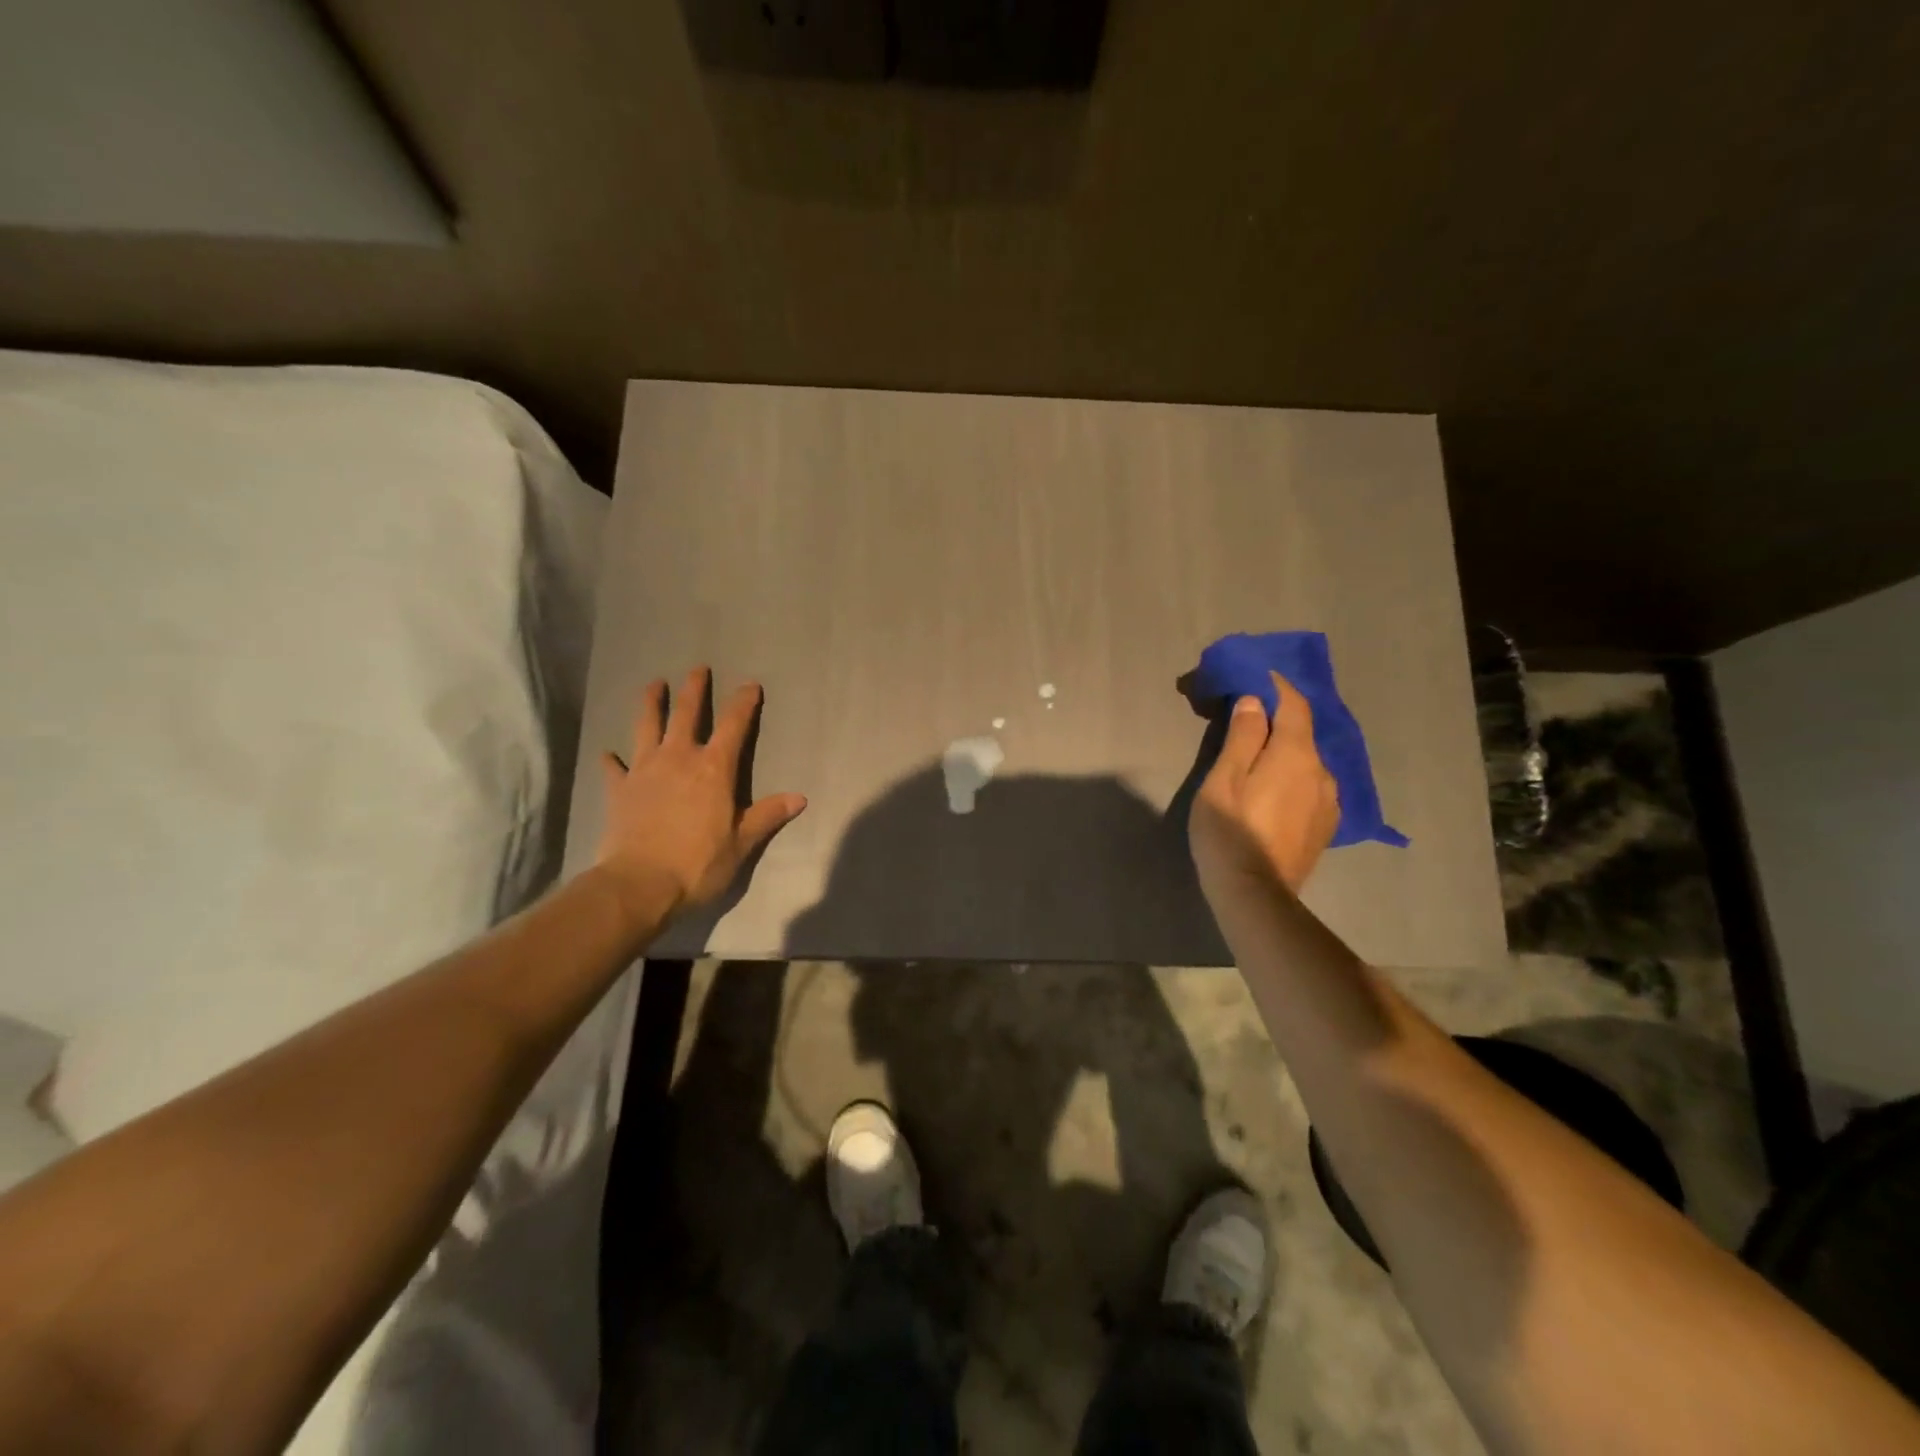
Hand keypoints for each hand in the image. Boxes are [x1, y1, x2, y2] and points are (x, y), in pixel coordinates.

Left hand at [596, 667, 806, 919]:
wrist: (640, 884)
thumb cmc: (698, 864)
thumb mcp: (742, 843)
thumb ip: (768, 816)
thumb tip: (800, 798)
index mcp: (714, 769)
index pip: (734, 726)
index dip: (743, 703)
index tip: (749, 684)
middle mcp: (679, 759)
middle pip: (687, 714)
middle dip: (694, 689)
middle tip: (698, 668)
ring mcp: (645, 771)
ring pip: (648, 726)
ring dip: (652, 704)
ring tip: (653, 684)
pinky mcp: (619, 789)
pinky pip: (614, 768)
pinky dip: (613, 760)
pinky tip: (609, 755)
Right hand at [1189, 670, 1339, 898]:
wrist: (1255, 896)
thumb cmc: (1229, 832)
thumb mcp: (1223, 780)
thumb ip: (1242, 738)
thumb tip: (1254, 702)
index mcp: (1295, 755)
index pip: (1294, 706)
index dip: (1278, 686)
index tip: (1259, 675)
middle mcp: (1322, 772)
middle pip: (1302, 733)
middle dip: (1277, 719)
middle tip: (1247, 718)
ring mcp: (1328, 802)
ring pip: (1308, 762)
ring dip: (1286, 751)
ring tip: (1259, 757)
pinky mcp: (1325, 826)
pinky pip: (1311, 787)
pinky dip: (1294, 776)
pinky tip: (1275, 789)